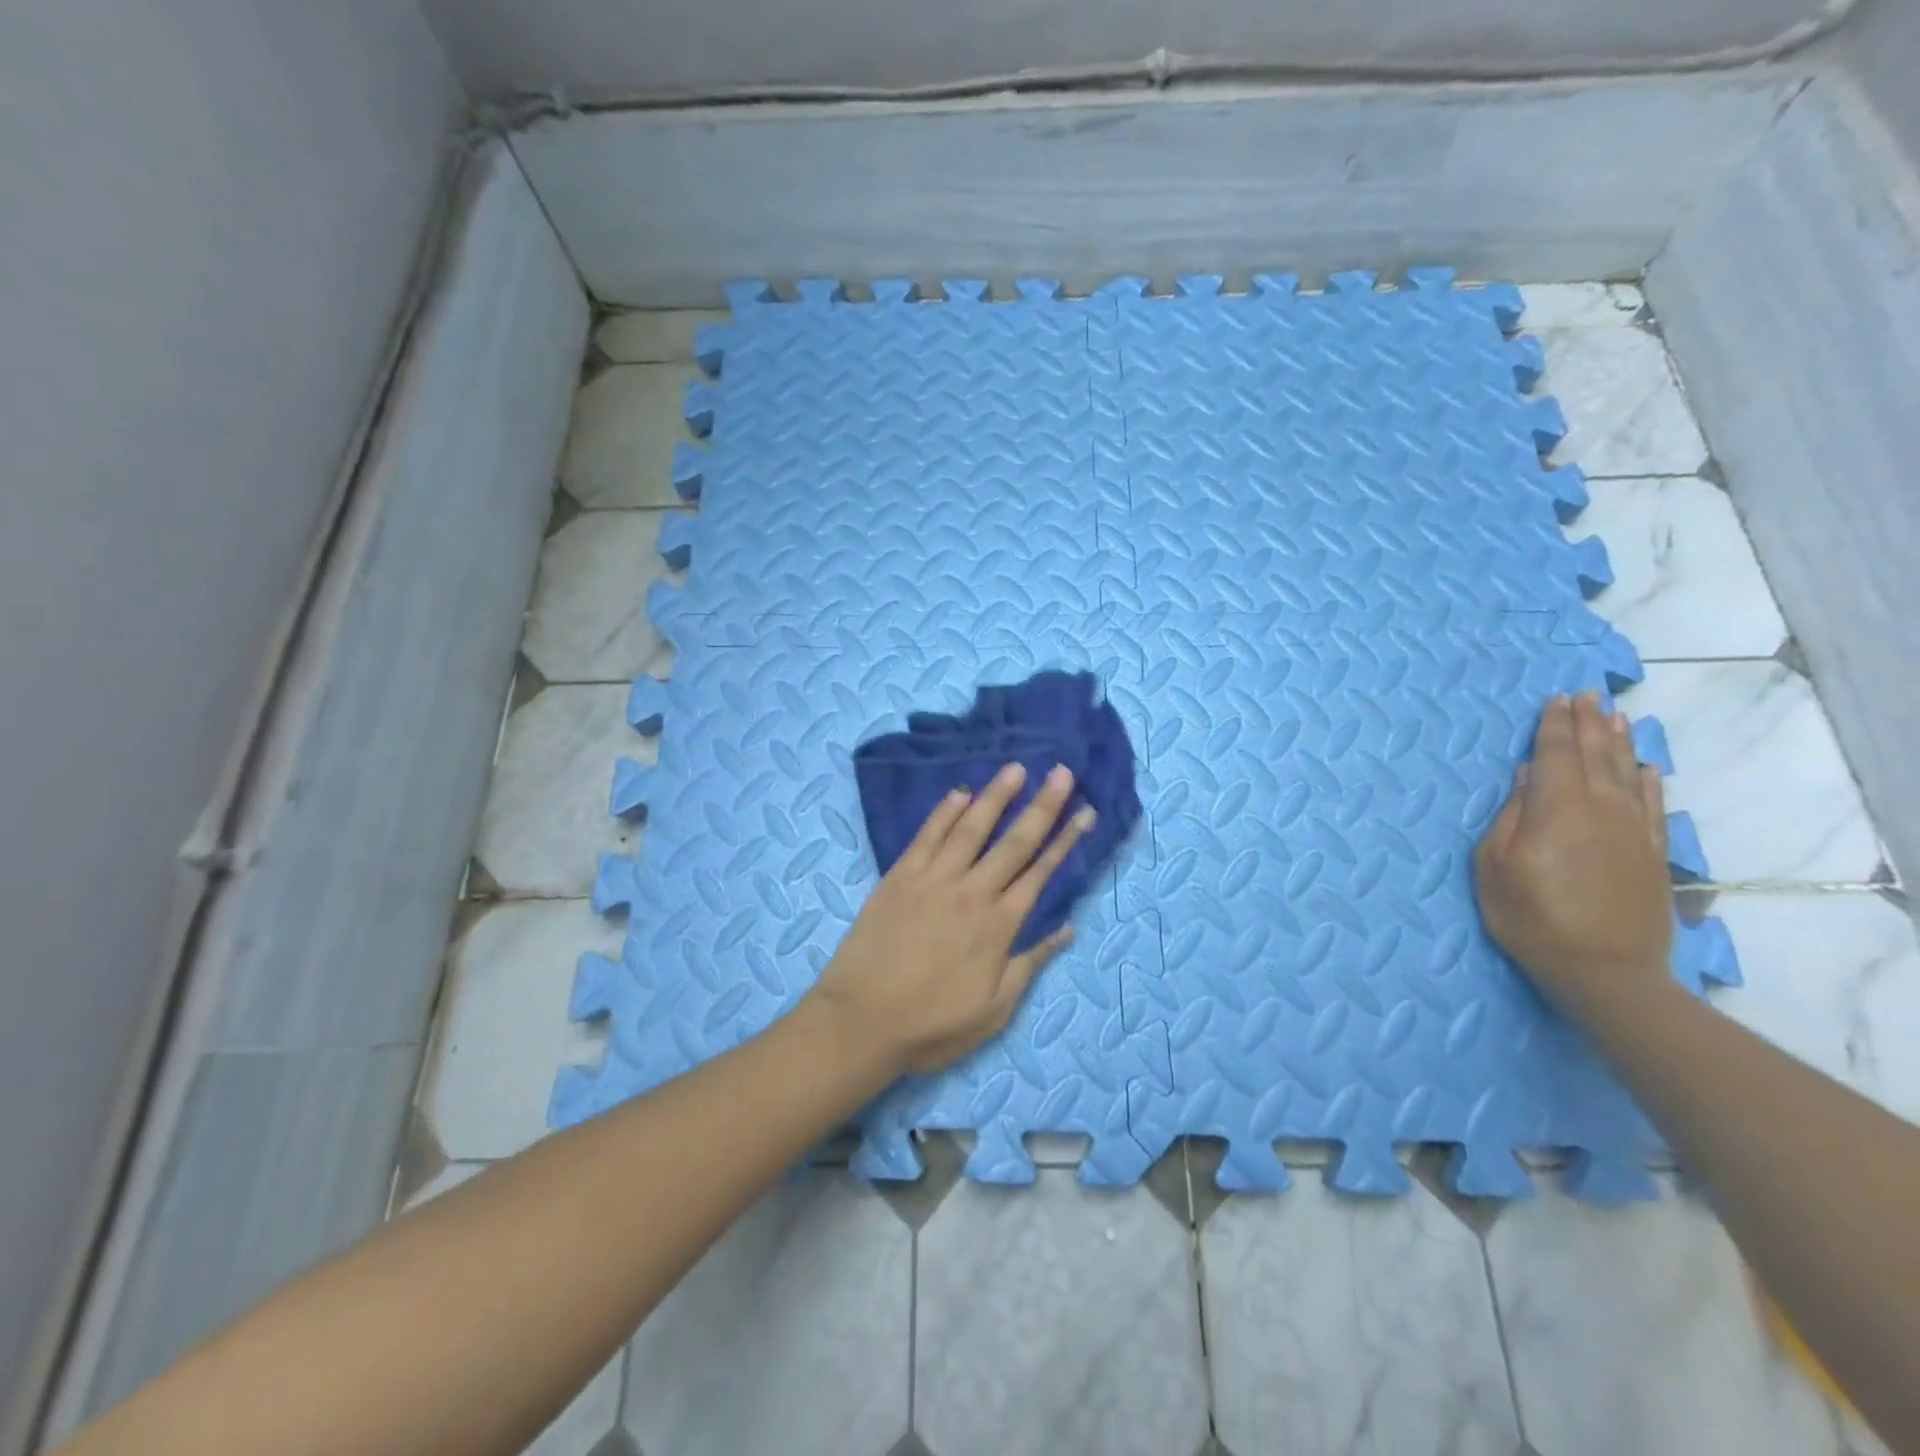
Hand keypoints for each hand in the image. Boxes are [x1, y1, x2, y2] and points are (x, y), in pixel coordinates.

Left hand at [809, 762, 1093, 1075]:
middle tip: (1061, 772)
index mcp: (999, 926)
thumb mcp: (994, 1010)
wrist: (861, 1021)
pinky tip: (960, 792)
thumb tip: (1067, 929)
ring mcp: (933, 879)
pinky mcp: (900, 876)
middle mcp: (972, 893)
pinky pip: (926, 835)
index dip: (1066, 840)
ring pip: (971, 828)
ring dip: (996, 796)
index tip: (1085, 811)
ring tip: (1015, 768)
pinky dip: (944, 811)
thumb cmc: (932, 1024)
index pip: (1041, 872)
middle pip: (1014, 842)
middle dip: (1042, 806)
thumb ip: (1030, 964)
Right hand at [1474, 692, 1674, 1025]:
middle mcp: (1601, 810)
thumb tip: (1529, 776)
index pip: (1557, 755)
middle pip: (1595, 756)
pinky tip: (1647, 769)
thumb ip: (1511, 816)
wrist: (1604, 971)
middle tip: (1586, 695)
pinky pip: (1654, 807)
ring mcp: (1633, 832)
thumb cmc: (1531, 917)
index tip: (1557, 698)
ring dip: (1619, 743)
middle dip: (1588, 724)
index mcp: (1557, 809)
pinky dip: (1650, 782)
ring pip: (1628, 774)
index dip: (1555, 725)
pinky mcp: (1652, 856)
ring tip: (1615, 716)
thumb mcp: (1495, 866)